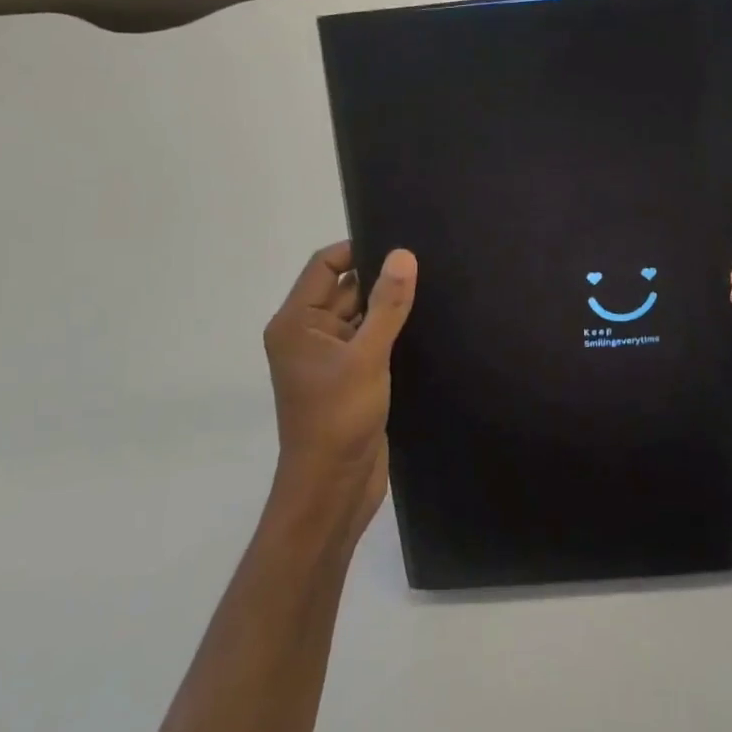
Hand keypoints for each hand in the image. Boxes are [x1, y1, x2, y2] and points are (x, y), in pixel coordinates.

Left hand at [263, 242, 417, 542]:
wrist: (333, 489)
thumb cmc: (339, 419)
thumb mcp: (366, 356)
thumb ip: (387, 304)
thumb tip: (403, 254)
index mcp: (296, 322)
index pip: (325, 266)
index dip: (358, 249)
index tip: (400, 242)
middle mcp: (308, 334)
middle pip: (346, 289)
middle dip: (381, 277)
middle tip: (428, 262)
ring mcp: (330, 358)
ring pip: (363, 316)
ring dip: (390, 306)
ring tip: (435, 286)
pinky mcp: (352, 378)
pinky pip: (372, 341)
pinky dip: (393, 332)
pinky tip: (427, 323)